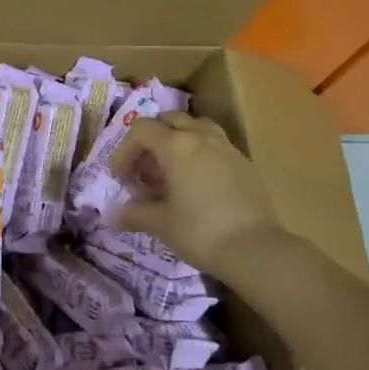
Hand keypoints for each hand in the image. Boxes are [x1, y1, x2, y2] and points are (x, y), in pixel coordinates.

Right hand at [109, 113, 284, 274]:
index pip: (141, 130)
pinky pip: (215, 144)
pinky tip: (198, 182)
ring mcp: (226, 147)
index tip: (120, 177)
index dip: (124, 150)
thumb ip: (134, 214)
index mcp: (176, 146)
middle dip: (150, 140)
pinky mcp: (244, 162)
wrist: (255, 249)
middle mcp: (201, 137)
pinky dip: (199, 152)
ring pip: (196, 127)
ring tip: (172, 169)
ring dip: (177, 140)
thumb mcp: (160, 224)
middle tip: (144, 170)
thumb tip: (113, 215)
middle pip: (168, 120)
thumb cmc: (200, 232)